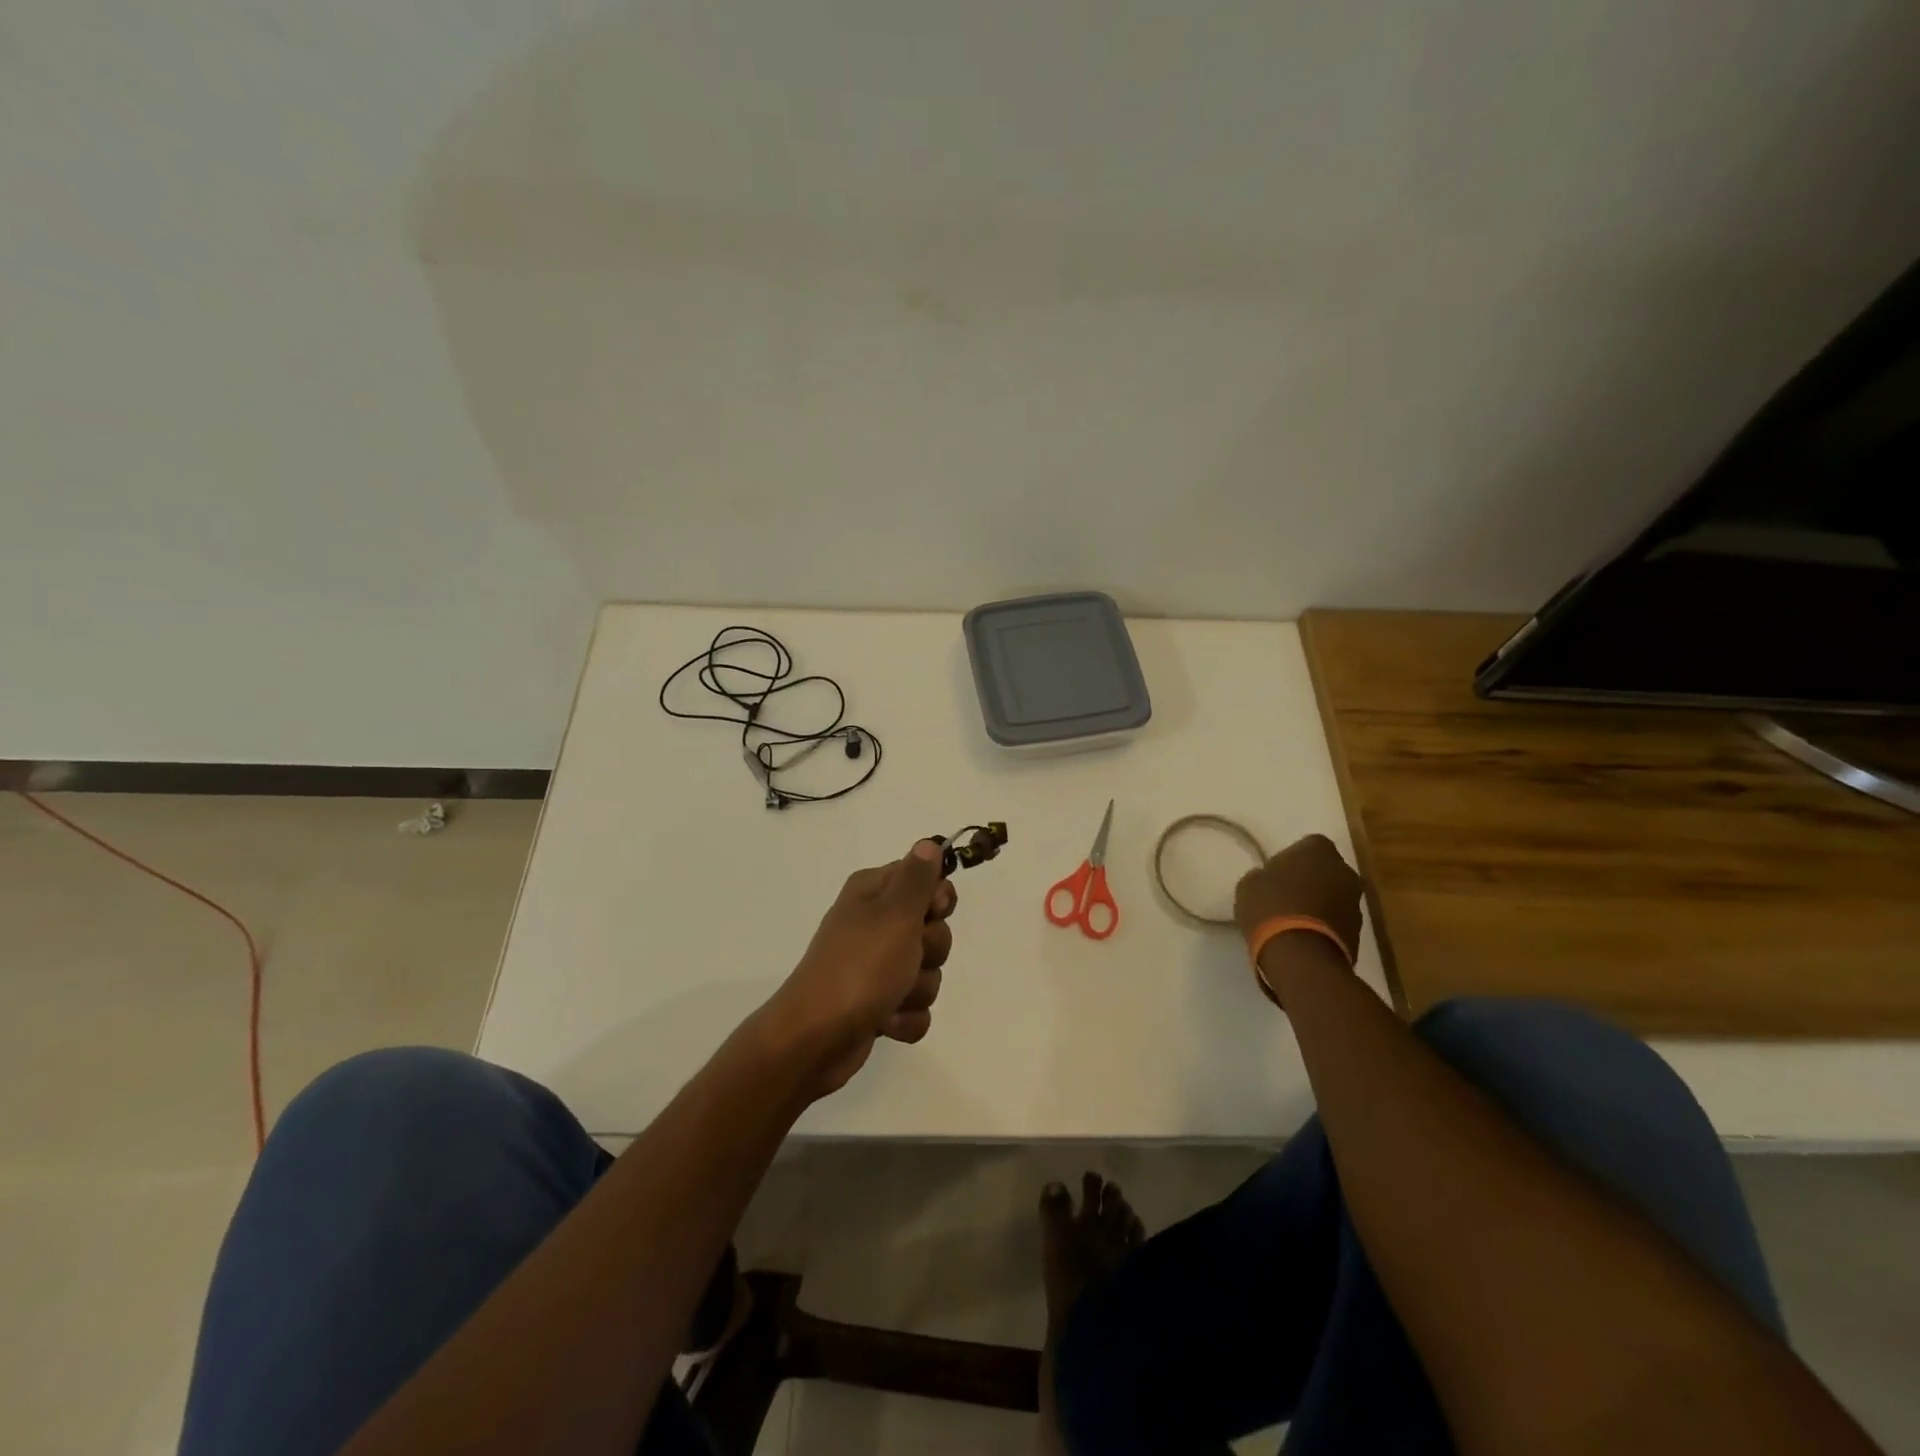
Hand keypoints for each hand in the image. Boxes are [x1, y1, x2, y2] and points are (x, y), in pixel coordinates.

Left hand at [762, 839, 957, 1098]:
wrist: (815, 1039)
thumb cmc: (859, 968)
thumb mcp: (894, 914)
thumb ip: (917, 878)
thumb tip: (928, 843)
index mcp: (873, 893)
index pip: (925, 878)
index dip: (938, 898)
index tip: (933, 912)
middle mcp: (874, 923)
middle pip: (933, 928)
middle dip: (931, 950)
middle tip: (908, 957)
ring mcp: (875, 966)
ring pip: (928, 970)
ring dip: (918, 988)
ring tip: (891, 997)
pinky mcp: (878, 1003)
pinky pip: (915, 1006)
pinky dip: (906, 1018)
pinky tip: (885, 1022)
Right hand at [1233, 834, 1362, 1001]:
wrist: (1300, 956)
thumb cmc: (1271, 908)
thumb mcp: (1250, 885)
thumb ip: (1264, 875)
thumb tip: (1270, 880)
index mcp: (1318, 849)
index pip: (1308, 844)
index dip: (1292, 858)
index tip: (1277, 873)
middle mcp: (1344, 870)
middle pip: (1326, 870)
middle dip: (1311, 879)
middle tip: (1287, 894)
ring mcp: (1356, 902)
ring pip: (1334, 895)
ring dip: (1319, 903)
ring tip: (1294, 920)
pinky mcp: (1359, 932)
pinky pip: (1337, 920)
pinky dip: (1325, 924)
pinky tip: (1304, 936)